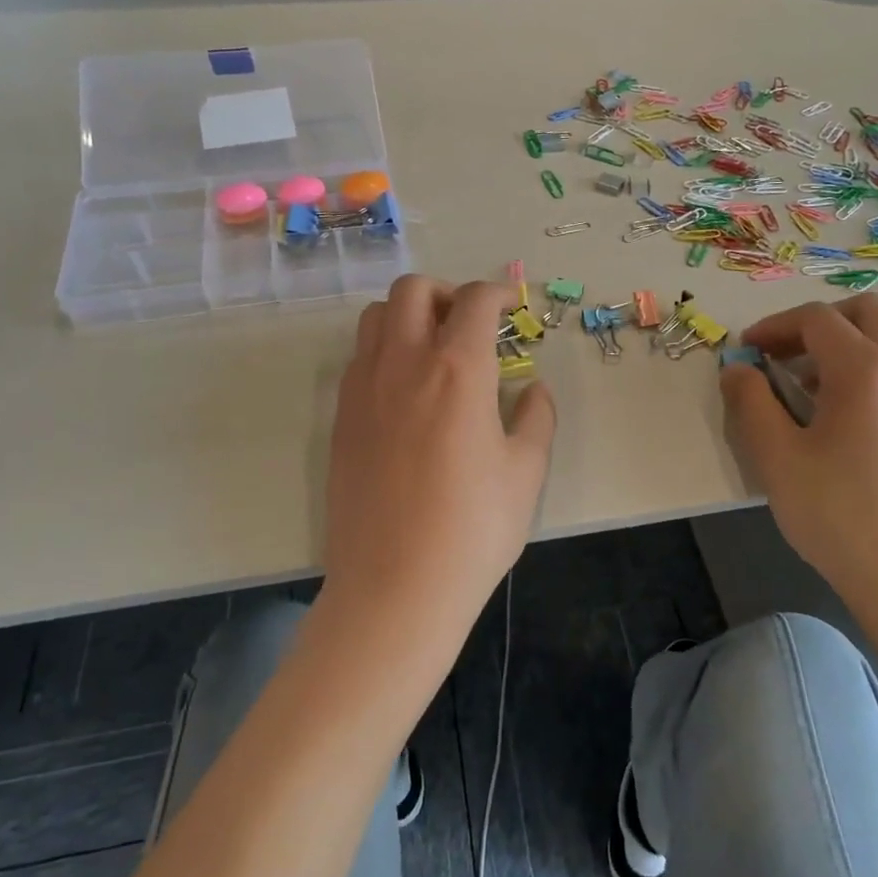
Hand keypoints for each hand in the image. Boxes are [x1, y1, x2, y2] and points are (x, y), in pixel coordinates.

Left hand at [321, 276, 555, 651]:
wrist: (396, 586)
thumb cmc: (474, 529)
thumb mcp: (526, 472)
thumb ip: (536, 417)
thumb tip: (532, 389)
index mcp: (458, 370)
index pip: (474, 302)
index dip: (496, 294)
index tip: (508, 307)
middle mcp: (404, 364)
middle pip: (412, 290)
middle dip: (445, 293)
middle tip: (468, 326)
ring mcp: (362, 389)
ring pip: (375, 318)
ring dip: (407, 317)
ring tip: (433, 352)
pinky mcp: (340, 418)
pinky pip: (358, 359)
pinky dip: (384, 352)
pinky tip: (406, 393)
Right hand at [720, 295, 877, 641]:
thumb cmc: (839, 515)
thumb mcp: (776, 458)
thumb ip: (750, 403)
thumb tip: (737, 369)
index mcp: (864, 370)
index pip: (815, 320)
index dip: (774, 327)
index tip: (747, 351)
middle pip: (864, 311)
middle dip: (817, 323)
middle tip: (785, 355)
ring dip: (852, 339)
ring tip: (819, 380)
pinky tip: (854, 409)